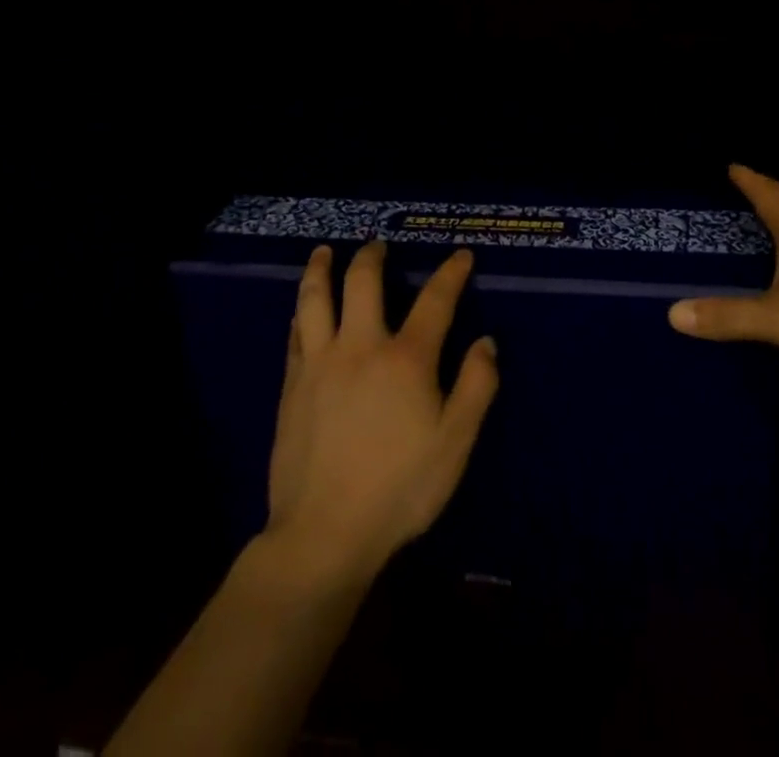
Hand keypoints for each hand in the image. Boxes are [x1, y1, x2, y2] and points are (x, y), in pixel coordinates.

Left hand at [266, 242, 498, 581]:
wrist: (325, 533)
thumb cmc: (400, 489)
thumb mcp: (455, 443)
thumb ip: (476, 386)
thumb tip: (485, 342)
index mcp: (406, 359)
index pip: (435, 300)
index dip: (451, 273)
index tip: (461, 256)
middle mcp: (361, 346)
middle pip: (363, 282)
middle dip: (373, 257)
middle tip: (378, 245)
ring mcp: (320, 363)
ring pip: (315, 299)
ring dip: (321, 269)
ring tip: (323, 252)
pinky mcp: (292, 386)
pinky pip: (295, 334)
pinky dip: (301, 312)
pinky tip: (301, 309)